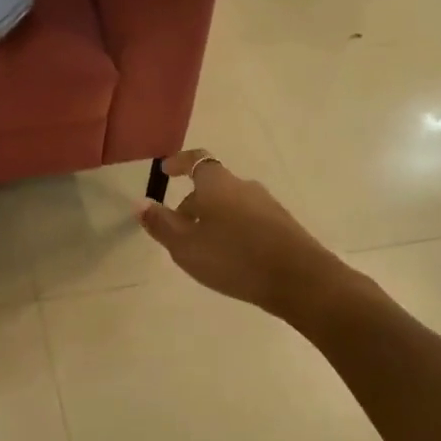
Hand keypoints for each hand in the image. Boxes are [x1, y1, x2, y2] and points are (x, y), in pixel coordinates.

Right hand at [137, 150, 351, 321]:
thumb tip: (141, 203)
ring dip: (212, 219)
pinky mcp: (282, 225)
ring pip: (230, 204)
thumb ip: (161, 224)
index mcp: (218, 184)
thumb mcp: (186, 246)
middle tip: (177, 229)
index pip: (196, 161)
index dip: (179, 163)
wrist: (299, 279)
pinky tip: (230, 257)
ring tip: (202, 248)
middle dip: (192, 203)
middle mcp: (244, 186)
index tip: (166, 171)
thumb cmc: (234, 257)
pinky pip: (248, 219)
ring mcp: (267, 204)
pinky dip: (233, 230)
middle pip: (212, 186)